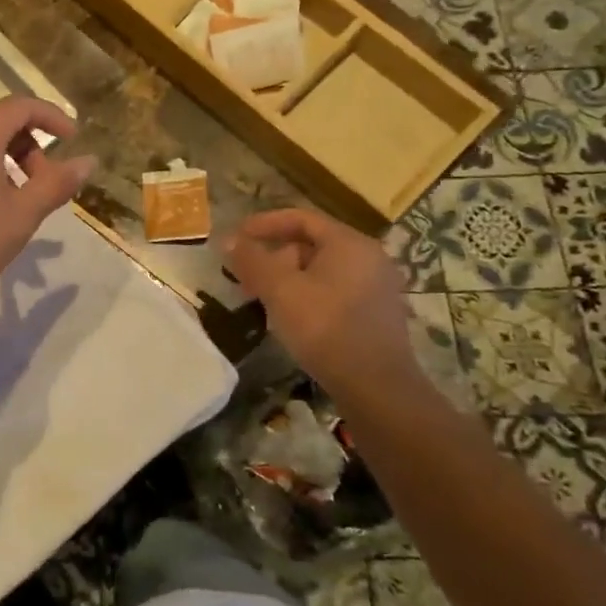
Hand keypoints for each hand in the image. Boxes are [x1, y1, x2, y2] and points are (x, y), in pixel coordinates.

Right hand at [224, 208, 420, 404]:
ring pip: (321, 271)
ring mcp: (376, 287)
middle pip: (311, 244)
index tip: (237, 236)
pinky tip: (289, 317)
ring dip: (287, 278)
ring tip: (262, 299)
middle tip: (245, 275)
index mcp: (349, 243)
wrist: (376, 387)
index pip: (301, 218)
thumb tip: (229, 240)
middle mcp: (368, 258)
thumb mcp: (280, 290)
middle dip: (273, 256)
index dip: (265, 223)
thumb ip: (253, 260)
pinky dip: (307, 294)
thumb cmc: (325, 327)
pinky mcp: (376, 315)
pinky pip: (334, 291)